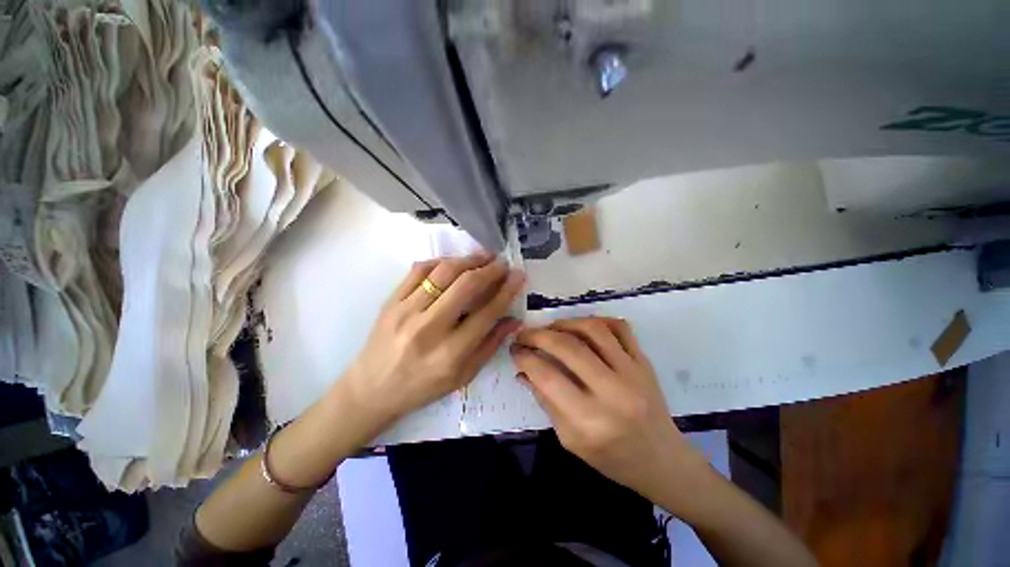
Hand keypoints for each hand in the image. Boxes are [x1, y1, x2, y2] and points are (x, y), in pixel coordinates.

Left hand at [345, 253, 524, 425]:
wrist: (372, 389)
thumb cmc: (422, 387)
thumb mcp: (463, 376)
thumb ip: (490, 345)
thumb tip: (513, 320)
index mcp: (450, 353)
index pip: (487, 312)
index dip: (507, 290)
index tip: (518, 275)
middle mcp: (429, 328)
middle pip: (466, 286)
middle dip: (490, 269)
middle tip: (502, 263)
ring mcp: (406, 311)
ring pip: (444, 272)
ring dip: (468, 260)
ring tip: (483, 256)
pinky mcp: (391, 301)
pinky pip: (419, 270)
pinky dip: (441, 261)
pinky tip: (454, 263)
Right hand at [511, 318, 708, 500]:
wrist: (662, 461)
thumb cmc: (612, 458)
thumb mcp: (569, 439)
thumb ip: (545, 400)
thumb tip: (523, 370)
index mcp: (590, 421)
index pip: (547, 376)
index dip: (525, 357)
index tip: (514, 349)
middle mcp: (613, 392)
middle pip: (568, 347)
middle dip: (538, 335)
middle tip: (524, 334)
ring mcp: (633, 372)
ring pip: (593, 330)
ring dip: (565, 323)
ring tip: (550, 328)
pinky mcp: (644, 362)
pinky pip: (620, 328)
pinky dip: (598, 320)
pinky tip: (582, 327)